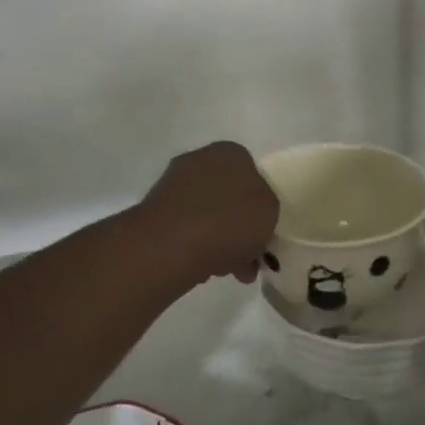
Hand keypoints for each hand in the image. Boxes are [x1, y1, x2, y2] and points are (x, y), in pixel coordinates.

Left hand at [140, 141, 279, 284]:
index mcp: (231, 152)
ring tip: (226, 271)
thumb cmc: (230, 220)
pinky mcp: (154, 212)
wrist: (171, 243)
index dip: (260, 206)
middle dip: (239, 228)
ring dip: (219, 240)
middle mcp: (199, 160)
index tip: (263, 233)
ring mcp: (172, 185)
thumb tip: (252, 217)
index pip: (252, 175)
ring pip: (207, 215)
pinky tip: (202, 268)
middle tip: (248, 260)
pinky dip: (195, 246)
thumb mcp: (270, 212)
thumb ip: (266, 209)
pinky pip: (185, 230)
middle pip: (228, 197)